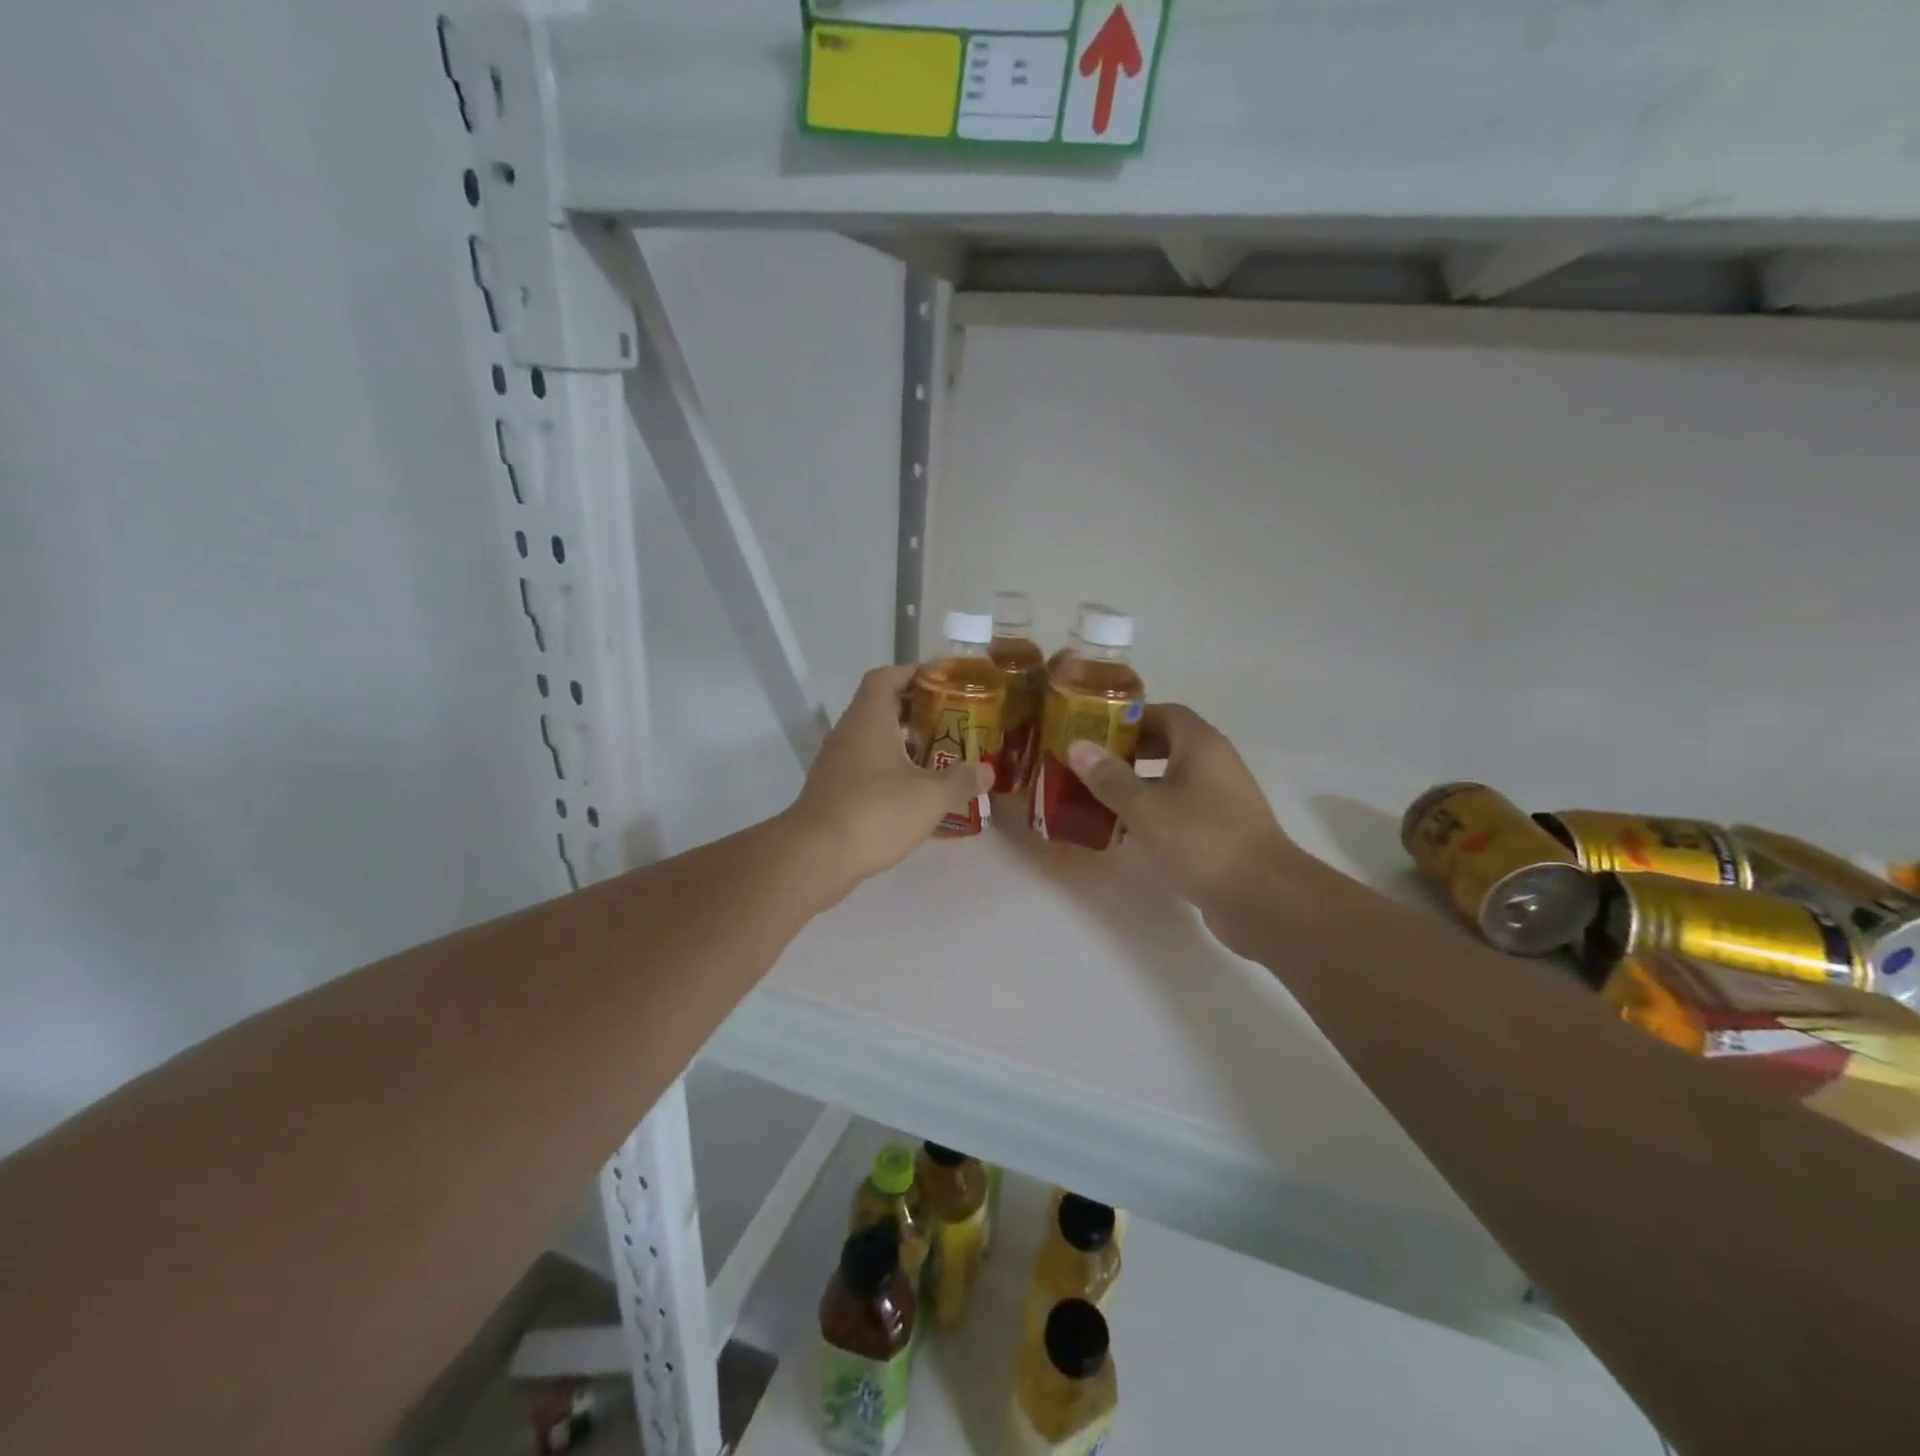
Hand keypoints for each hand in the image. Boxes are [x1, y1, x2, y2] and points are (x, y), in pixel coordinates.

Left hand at [786, 665, 993, 893]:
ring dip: (901, 741)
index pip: (887, 677)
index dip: (914, 673)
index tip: (942, 682)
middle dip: (914, 709)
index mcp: (869, 718)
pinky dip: (888, 768)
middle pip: (880, 706)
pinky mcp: (831, 791)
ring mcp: (835, 763)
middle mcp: (848, 732)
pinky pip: (863, 766)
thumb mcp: (930, 796)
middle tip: (949, 720)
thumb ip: (961, 780)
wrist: (815, 856)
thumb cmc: (875, 812)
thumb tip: (987, 771)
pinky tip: (911, 790)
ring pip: (871, 738)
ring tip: (936, 755)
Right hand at [1067, 705, 1309, 953]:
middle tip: (1093, 764)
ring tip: (1101, 798)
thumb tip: (1077, 746)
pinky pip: (1183, 810)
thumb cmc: (1200, 839)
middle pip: (1169, 744)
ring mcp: (1223, 799)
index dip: (1129, 718)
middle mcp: (1216, 764)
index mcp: (1201, 745)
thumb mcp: (1145, 807)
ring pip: (1175, 780)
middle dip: (1131, 751)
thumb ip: (1109, 777)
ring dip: (1141, 785)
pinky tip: (1130, 833)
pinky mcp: (1224, 831)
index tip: (1095, 730)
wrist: (1262, 896)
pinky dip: (1156, 813)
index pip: (1164, 713)